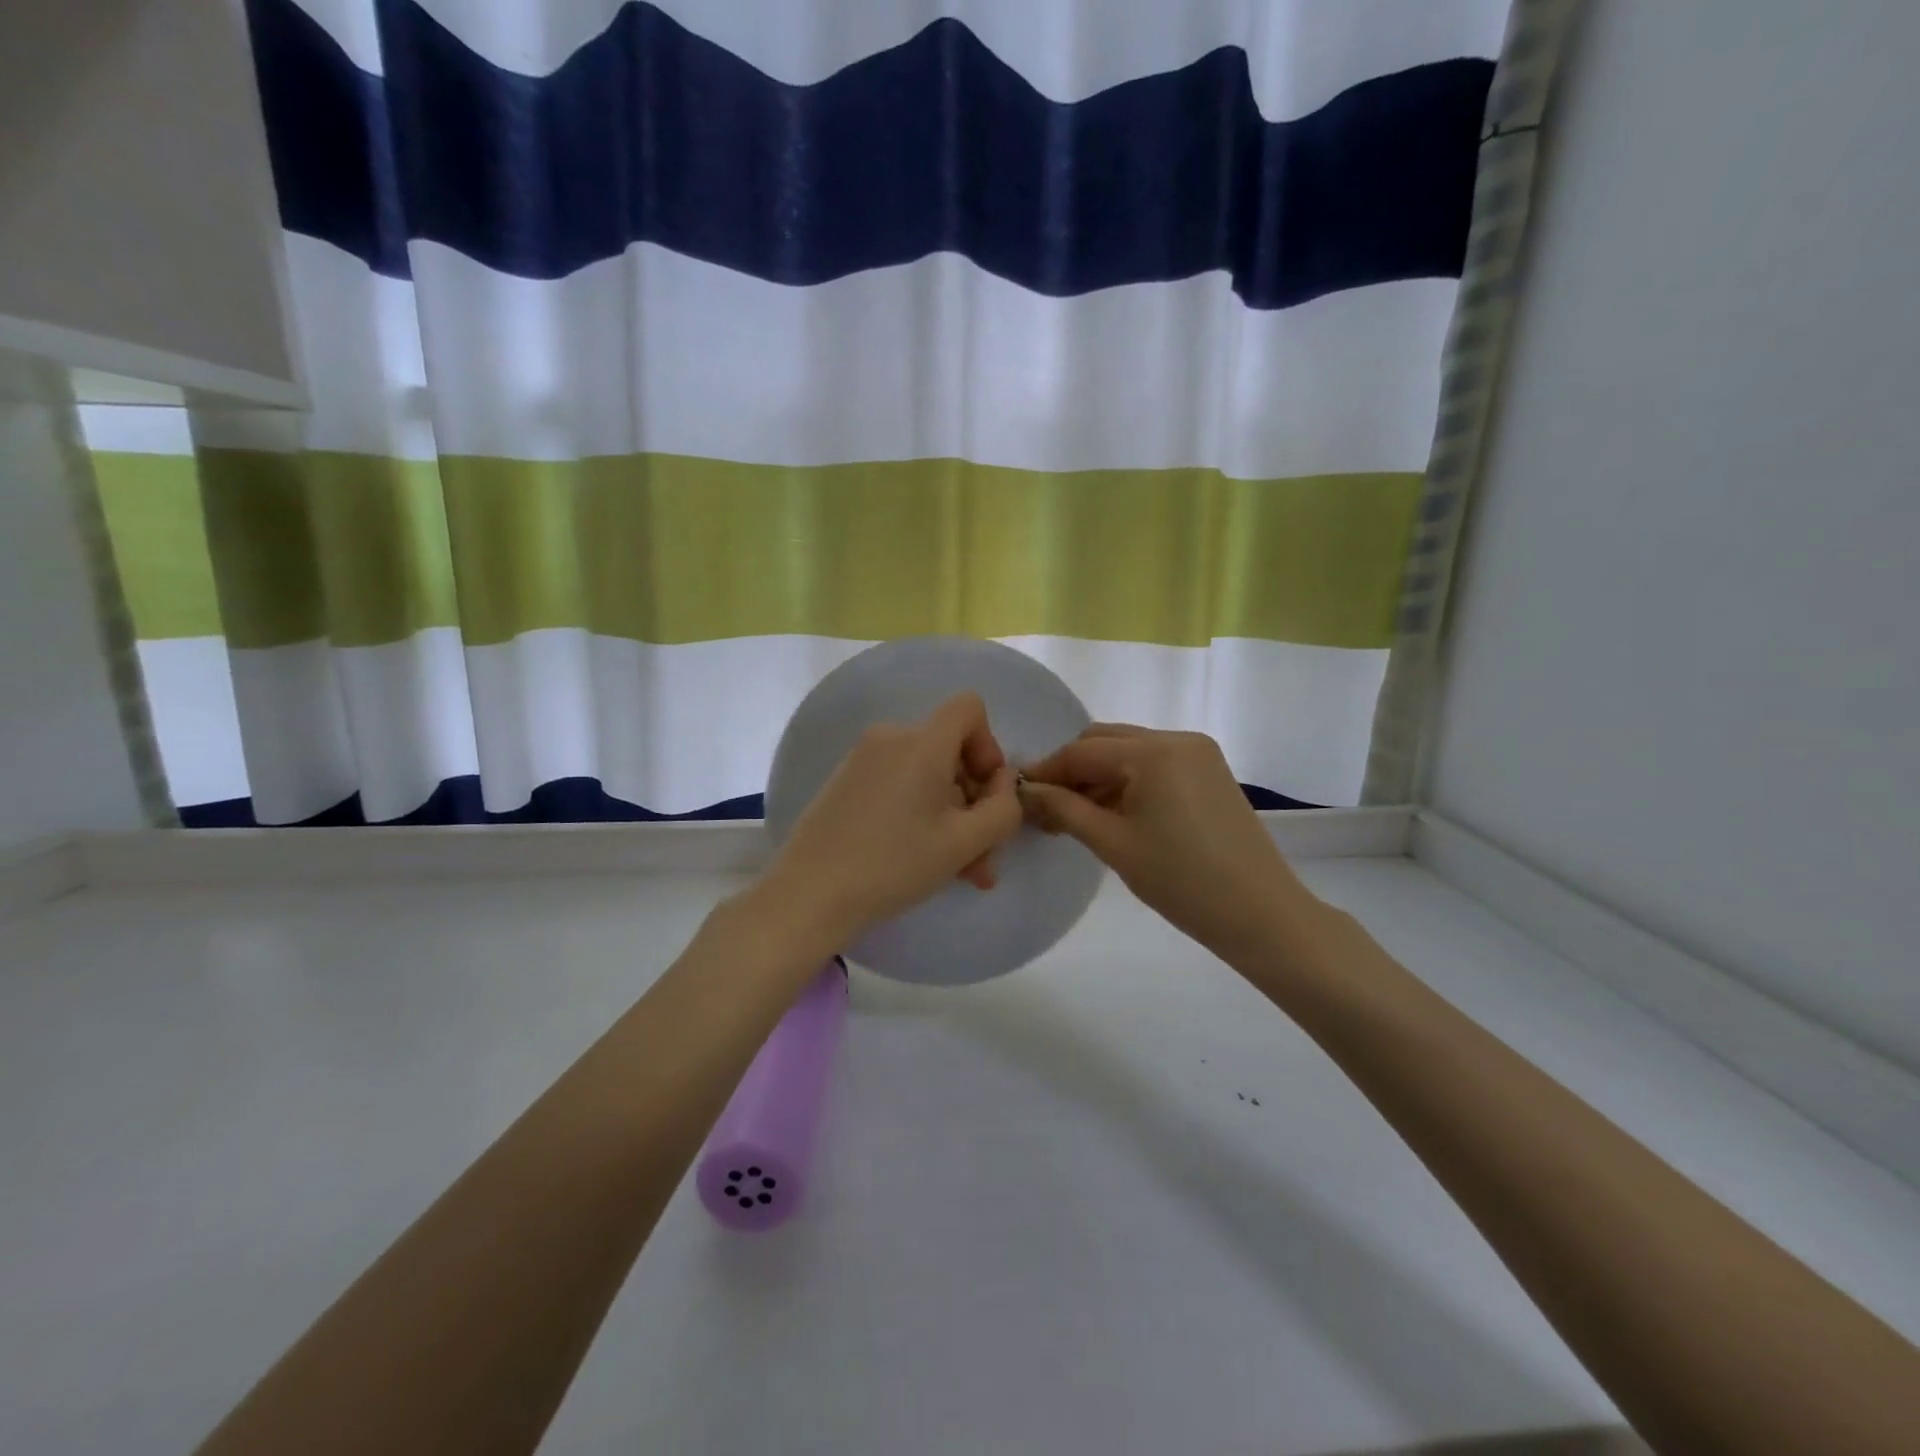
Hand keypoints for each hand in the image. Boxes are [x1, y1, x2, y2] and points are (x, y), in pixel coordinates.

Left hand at [760, 692, 1024, 946]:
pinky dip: (918, 812)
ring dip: (949, 816)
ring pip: (926, 775)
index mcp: (921, 742)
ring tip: (957, 869)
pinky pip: (898, 784)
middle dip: (973, 800)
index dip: (989, 746)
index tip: (985, 793)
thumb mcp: (964, 843)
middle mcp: (890, 737)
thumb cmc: (894, 865)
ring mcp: (862, 759)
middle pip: (950, 751)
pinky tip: (920, 859)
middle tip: (981, 856)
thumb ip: (1003, 809)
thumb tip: (1001, 786)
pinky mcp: (845, 782)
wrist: (808, 895)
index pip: (969, 708)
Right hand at [1018, 725, 1310, 958]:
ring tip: (1075, 817)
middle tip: (1047, 809)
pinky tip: (1113, 814)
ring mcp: (1199, 754)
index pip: (1082, 751)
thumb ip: (1064, 809)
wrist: (1261, 914)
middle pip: (1105, 742)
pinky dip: (1128, 782)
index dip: (1047, 771)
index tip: (1019, 795)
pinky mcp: (1210, 772)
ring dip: (1099, 777)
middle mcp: (1177, 739)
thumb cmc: (1181, 881)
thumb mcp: (1113, 844)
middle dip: (1072, 771)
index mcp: (1154, 751)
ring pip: (1129, 753)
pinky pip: (1155, 765)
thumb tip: (1025, 790)